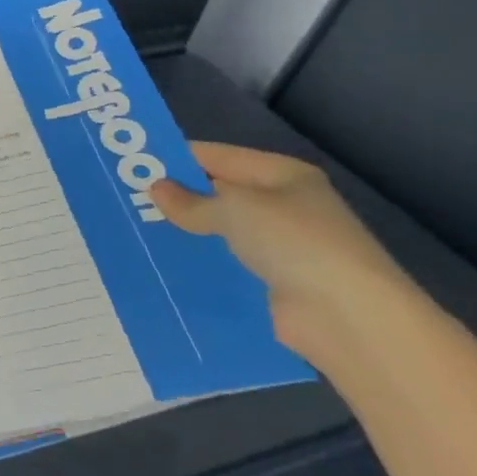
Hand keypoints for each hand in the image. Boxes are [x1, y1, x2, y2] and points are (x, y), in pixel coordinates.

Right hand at [151, 142, 414, 354]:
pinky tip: (164, 266)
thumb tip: (156, 189)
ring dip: (186, 234)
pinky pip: (227, 265)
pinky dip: (201, 265)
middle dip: (176, 197)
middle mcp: (284, 206)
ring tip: (135, 231)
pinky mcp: (275, 284)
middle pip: (218, 194)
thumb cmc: (295, 243)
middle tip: (125, 199)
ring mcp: (282, 247)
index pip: (216, 156)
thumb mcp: (234, 209)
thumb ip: (191, 201)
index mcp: (281, 175)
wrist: (350, 319)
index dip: (175, 158)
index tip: (130, 165)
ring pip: (220, 232)